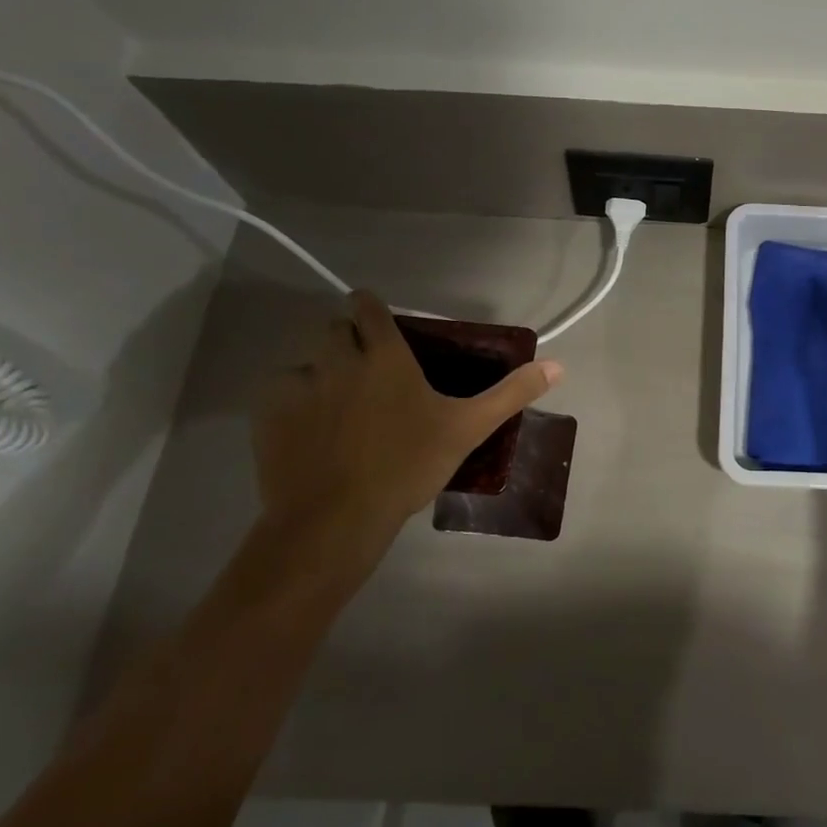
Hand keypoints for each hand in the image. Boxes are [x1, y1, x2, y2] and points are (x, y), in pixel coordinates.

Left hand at [251, 291, 562, 586]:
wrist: (335, 519)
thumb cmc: (407, 465)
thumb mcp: (468, 429)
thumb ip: (511, 393)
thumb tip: (557, 366)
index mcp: (383, 354)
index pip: (367, 306)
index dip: (371, 309)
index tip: (380, 323)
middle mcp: (336, 359)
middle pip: (333, 328)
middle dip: (348, 339)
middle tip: (369, 371)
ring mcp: (298, 386)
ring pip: (306, 361)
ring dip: (321, 371)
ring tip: (339, 404)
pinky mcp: (268, 415)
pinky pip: (279, 392)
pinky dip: (293, 402)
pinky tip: (310, 430)